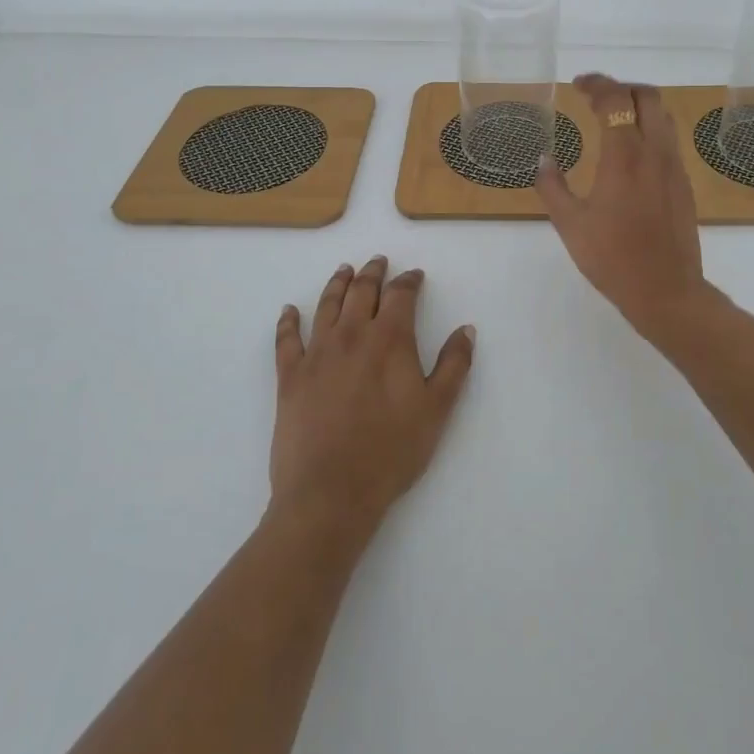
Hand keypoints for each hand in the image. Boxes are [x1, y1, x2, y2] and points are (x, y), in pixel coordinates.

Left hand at [270, 256, 474, 540]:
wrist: (330, 492)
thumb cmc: (391, 451)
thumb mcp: (436, 410)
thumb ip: (454, 365)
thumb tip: (466, 330)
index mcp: (389, 339)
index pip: (401, 295)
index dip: (409, 281)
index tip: (415, 275)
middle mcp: (351, 335)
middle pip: (362, 291)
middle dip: (373, 273)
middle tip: (379, 261)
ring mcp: (317, 353)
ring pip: (326, 305)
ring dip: (337, 284)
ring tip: (344, 270)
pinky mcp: (290, 376)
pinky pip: (287, 339)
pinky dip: (288, 321)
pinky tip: (289, 310)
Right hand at [535, 74, 711, 341]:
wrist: (666, 291)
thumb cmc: (612, 259)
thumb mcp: (570, 225)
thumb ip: (553, 187)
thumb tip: (543, 160)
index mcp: (624, 157)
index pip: (616, 100)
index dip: (597, 84)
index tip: (578, 85)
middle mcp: (654, 152)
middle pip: (647, 96)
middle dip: (621, 87)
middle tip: (595, 97)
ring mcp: (674, 167)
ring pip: (664, 115)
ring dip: (639, 105)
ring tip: (614, 117)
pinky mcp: (683, 183)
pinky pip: (669, 139)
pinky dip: (650, 128)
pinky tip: (631, 151)